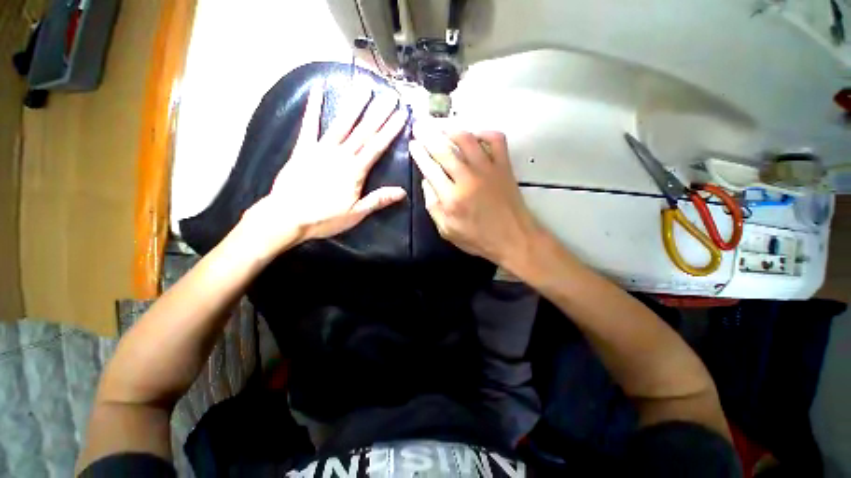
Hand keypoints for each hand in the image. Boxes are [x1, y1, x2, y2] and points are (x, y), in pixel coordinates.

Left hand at [244, 85, 408, 253]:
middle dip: (379, 112)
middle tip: (390, 94)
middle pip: (363, 131)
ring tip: (364, 86)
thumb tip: (402, 192)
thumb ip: (378, 200)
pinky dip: (313, 107)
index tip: (402, 114)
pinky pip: (309, 125)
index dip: (391, 129)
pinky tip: (317, 89)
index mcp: (355, 171)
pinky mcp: (303, 149)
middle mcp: (341, 155)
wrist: (287, 217)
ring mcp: (321, 149)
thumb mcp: (356, 214)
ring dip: (354, 105)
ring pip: (342, 124)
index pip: (377, 146)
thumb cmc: (325, 218)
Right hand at [410, 122, 540, 267]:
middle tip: (419, 125)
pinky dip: (484, 132)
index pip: (430, 169)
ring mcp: (488, 170)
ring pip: (467, 140)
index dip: (419, 154)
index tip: (412, 143)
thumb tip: (426, 181)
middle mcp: (468, 179)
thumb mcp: (447, 231)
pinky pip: (496, 140)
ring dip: (451, 129)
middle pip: (444, 150)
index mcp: (451, 199)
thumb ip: (433, 207)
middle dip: (428, 135)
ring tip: (440, 125)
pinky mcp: (504, 166)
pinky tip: (474, 134)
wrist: (514, 239)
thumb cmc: (478, 239)